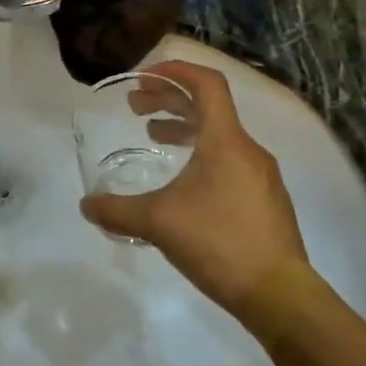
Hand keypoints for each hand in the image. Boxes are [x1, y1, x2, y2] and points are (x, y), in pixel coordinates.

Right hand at [80, 61, 310, 319]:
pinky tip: (181, 183)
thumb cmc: (219, 242)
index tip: (144, 76)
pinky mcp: (264, 200)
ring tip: (153, 136)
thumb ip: (117, 210)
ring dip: (183, 128)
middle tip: (135, 107)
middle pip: (208, 107)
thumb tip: (86, 205)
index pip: (206, 84)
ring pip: (218, 136)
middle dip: (169, 100)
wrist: (279, 294)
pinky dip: (200, 155)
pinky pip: (228, 161)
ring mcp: (261, 176)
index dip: (175, 71)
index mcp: (226, 141)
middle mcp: (247, 150)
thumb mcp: (158, 223)